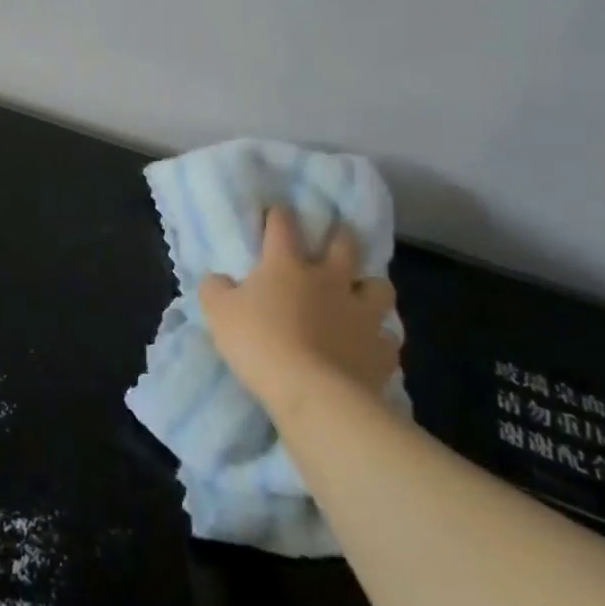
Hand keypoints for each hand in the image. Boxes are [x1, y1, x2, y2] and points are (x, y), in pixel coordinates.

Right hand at [199, 206, 400, 413]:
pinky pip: (388, 339)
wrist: (311, 393)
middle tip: (335, 241)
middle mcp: (330, 280)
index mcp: (287, 264)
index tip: (276, 212)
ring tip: (360, 297)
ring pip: (380, 288)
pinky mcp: (380, 351)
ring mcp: (361, 314)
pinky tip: (369, 347)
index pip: (283, 225)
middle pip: (345, 245)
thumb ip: (216, 288)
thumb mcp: (218, 312)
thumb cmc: (259, 342)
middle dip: (341, 237)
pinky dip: (379, 340)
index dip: (279, 215)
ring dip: (371, 288)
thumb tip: (219, 279)